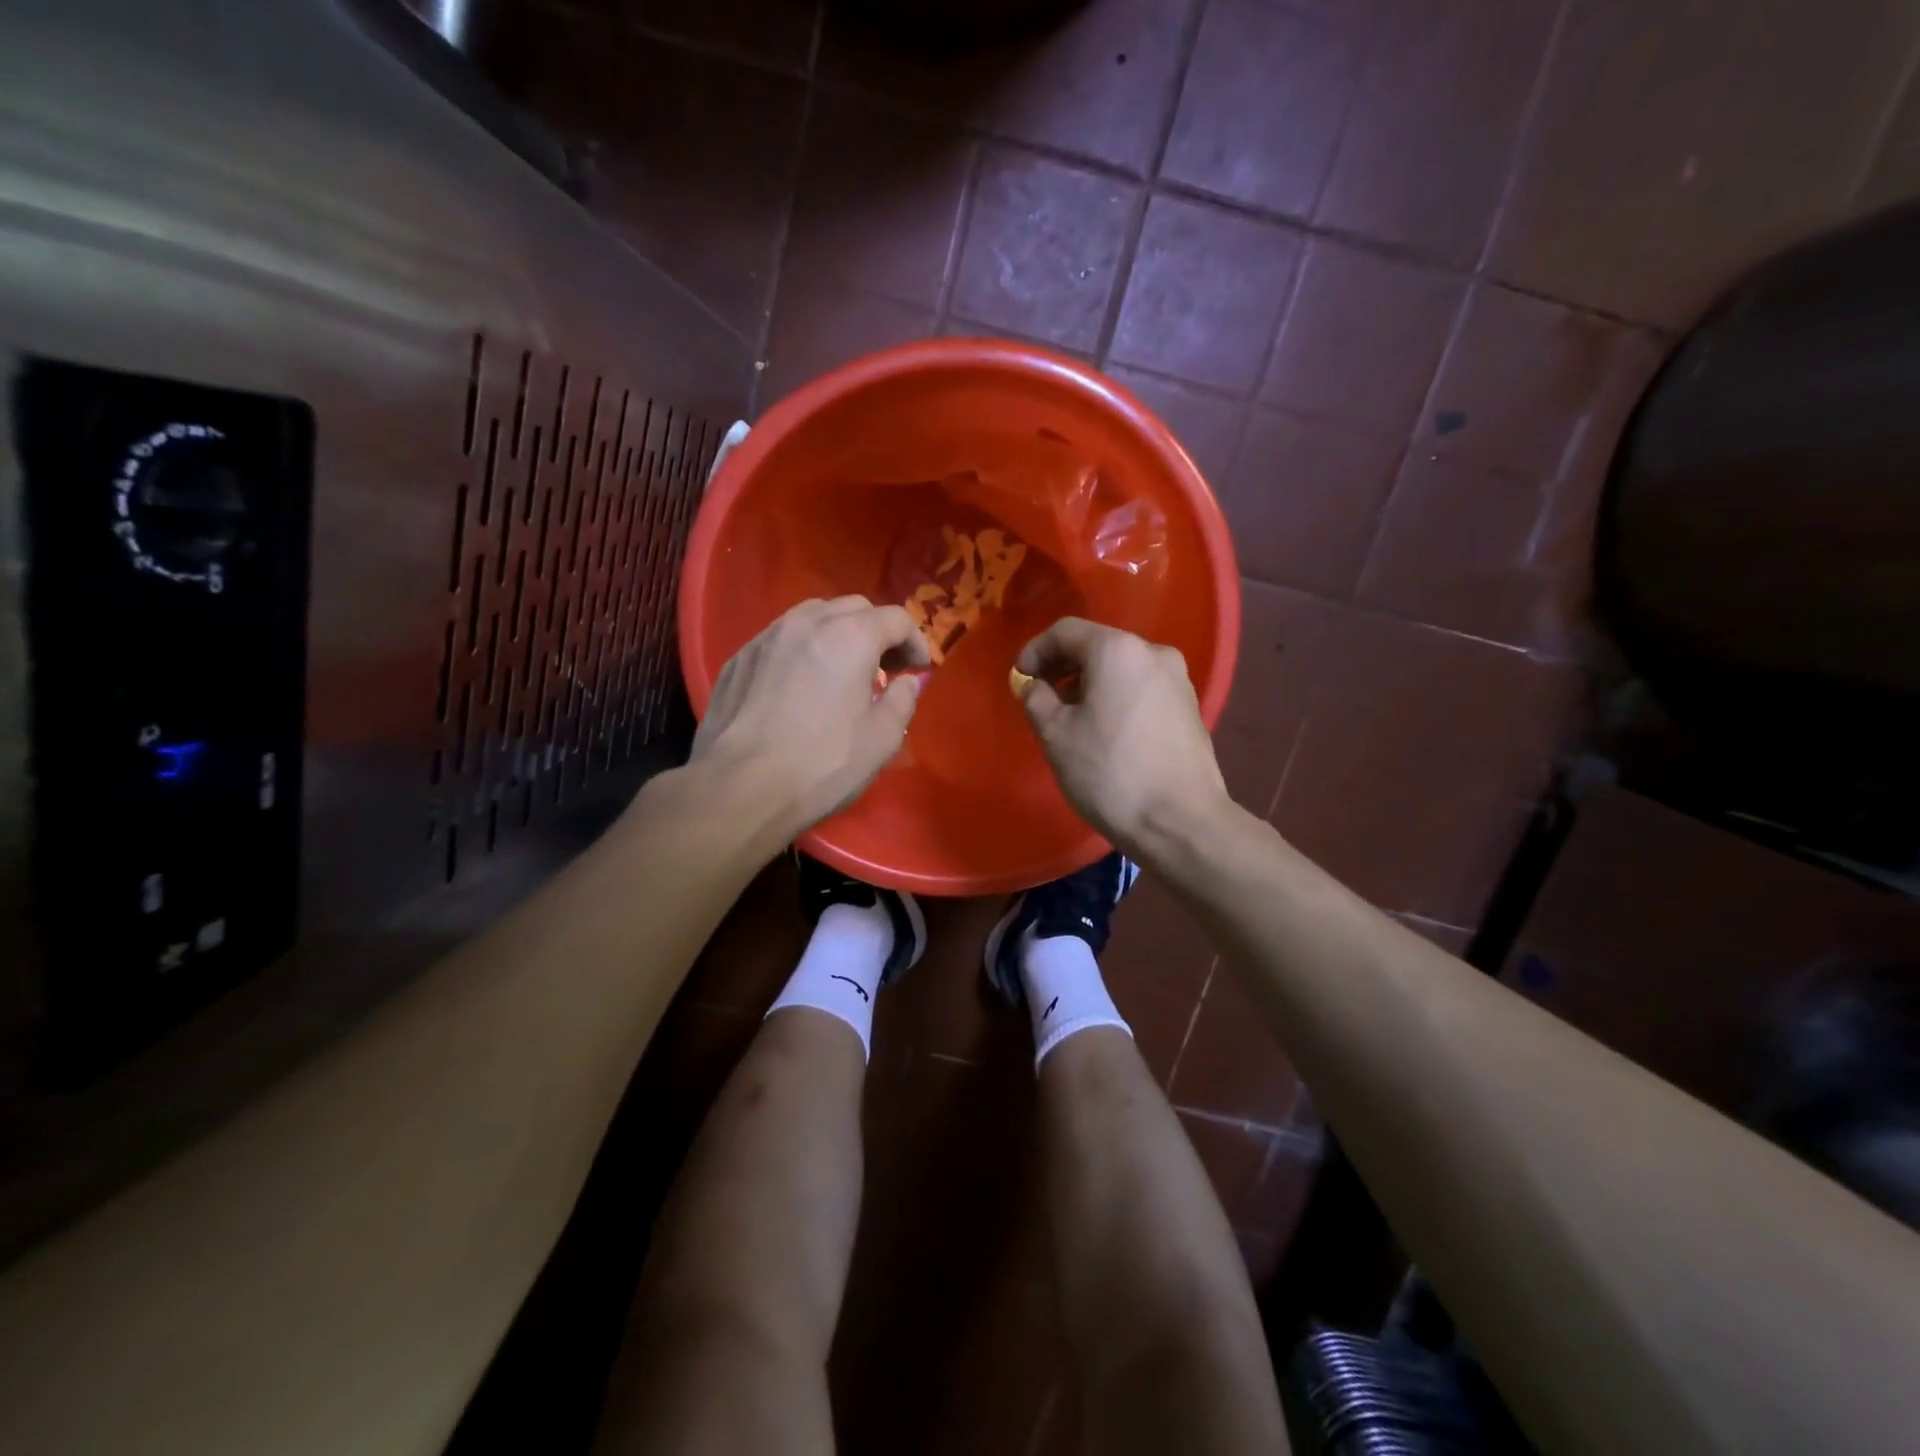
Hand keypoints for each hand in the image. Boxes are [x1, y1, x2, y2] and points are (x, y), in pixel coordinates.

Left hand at [691, 596, 929, 834]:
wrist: (739, 788)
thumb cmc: (821, 764)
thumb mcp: (882, 740)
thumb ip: (903, 701)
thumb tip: (906, 682)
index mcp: (850, 637)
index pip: (896, 618)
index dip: (915, 641)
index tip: (919, 669)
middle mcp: (807, 623)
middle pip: (854, 608)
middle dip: (877, 631)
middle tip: (885, 668)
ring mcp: (767, 637)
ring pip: (813, 616)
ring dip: (837, 634)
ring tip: (842, 670)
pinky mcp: (739, 658)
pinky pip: (780, 639)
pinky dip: (802, 649)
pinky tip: (800, 684)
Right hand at [1015, 618, 1230, 854]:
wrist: (1180, 822)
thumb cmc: (1110, 773)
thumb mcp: (1056, 735)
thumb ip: (1036, 699)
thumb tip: (1035, 686)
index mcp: (1118, 650)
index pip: (1065, 631)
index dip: (1035, 651)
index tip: (1019, 679)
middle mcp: (1153, 652)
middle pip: (1097, 646)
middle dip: (1062, 667)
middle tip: (1039, 697)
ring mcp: (1178, 681)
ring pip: (1121, 668)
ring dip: (1089, 683)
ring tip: (1070, 718)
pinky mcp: (1189, 709)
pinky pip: (1141, 689)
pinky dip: (1116, 698)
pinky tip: (1104, 731)